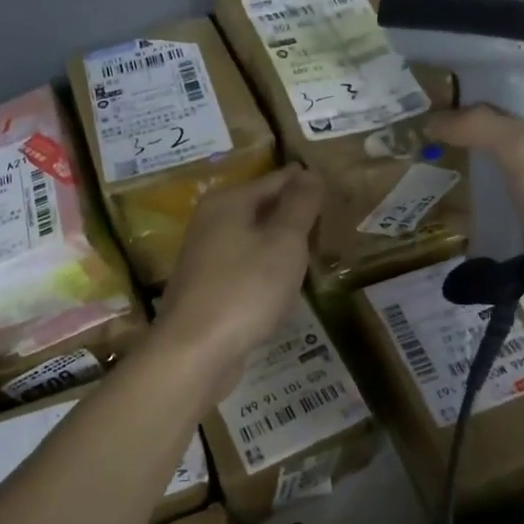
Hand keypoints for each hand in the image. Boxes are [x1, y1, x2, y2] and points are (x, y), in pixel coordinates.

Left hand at [157, 165, 322, 380]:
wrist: (195, 349)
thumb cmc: (246, 289)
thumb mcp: (284, 242)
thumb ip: (299, 205)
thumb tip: (309, 173)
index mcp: (227, 203)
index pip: (274, 180)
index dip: (303, 181)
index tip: (328, 182)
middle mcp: (209, 222)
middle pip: (258, 207)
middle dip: (290, 209)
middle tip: (326, 213)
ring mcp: (204, 256)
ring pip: (250, 237)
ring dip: (277, 239)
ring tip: (312, 244)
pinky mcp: (205, 287)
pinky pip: (243, 264)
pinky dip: (264, 265)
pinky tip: (282, 279)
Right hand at [426, 103, 523, 324]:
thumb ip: (478, 127)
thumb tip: (431, 121)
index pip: (522, 106)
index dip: (483, 103)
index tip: (442, 109)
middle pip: (507, 147)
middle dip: (471, 147)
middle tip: (428, 147)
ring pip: (500, 187)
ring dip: (470, 187)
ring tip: (429, 182)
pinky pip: (498, 223)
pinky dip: (475, 222)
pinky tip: (445, 220)